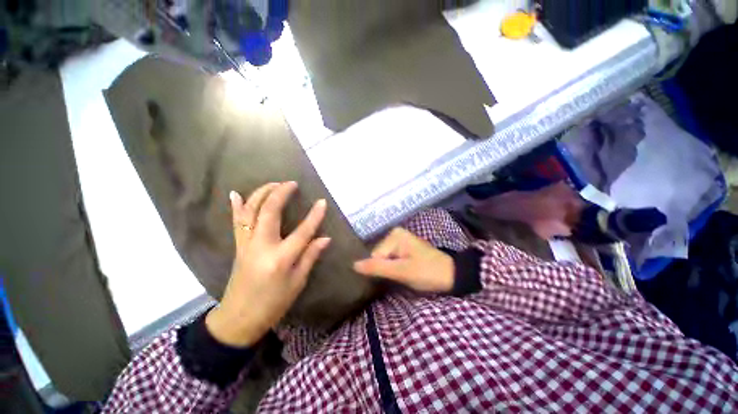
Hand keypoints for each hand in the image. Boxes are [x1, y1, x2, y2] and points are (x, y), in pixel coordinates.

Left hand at [205, 182, 330, 346]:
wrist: (239, 318)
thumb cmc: (274, 303)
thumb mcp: (297, 282)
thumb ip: (310, 256)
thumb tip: (325, 238)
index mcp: (280, 258)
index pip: (302, 231)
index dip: (314, 216)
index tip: (322, 202)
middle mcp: (261, 246)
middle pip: (269, 212)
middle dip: (280, 193)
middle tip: (291, 183)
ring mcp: (246, 244)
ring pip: (250, 212)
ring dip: (261, 194)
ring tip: (273, 184)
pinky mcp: (238, 246)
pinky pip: (236, 222)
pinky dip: (236, 206)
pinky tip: (235, 194)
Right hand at [353, 228, 453, 292]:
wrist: (451, 275)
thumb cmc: (427, 272)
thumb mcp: (401, 271)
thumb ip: (377, 268)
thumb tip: (353, 265)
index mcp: (394, 235)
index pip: (375, 256)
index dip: (383, 270)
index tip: (396, 276)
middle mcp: (395, 234)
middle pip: (379, 256)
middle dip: (387, 269)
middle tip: (401, 275)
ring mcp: (400, 240)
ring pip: (384, 259)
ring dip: (391, 269)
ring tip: (404, 274)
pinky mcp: (404, 248)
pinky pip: (391, 258)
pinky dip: (394, 267)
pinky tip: (403, 271)